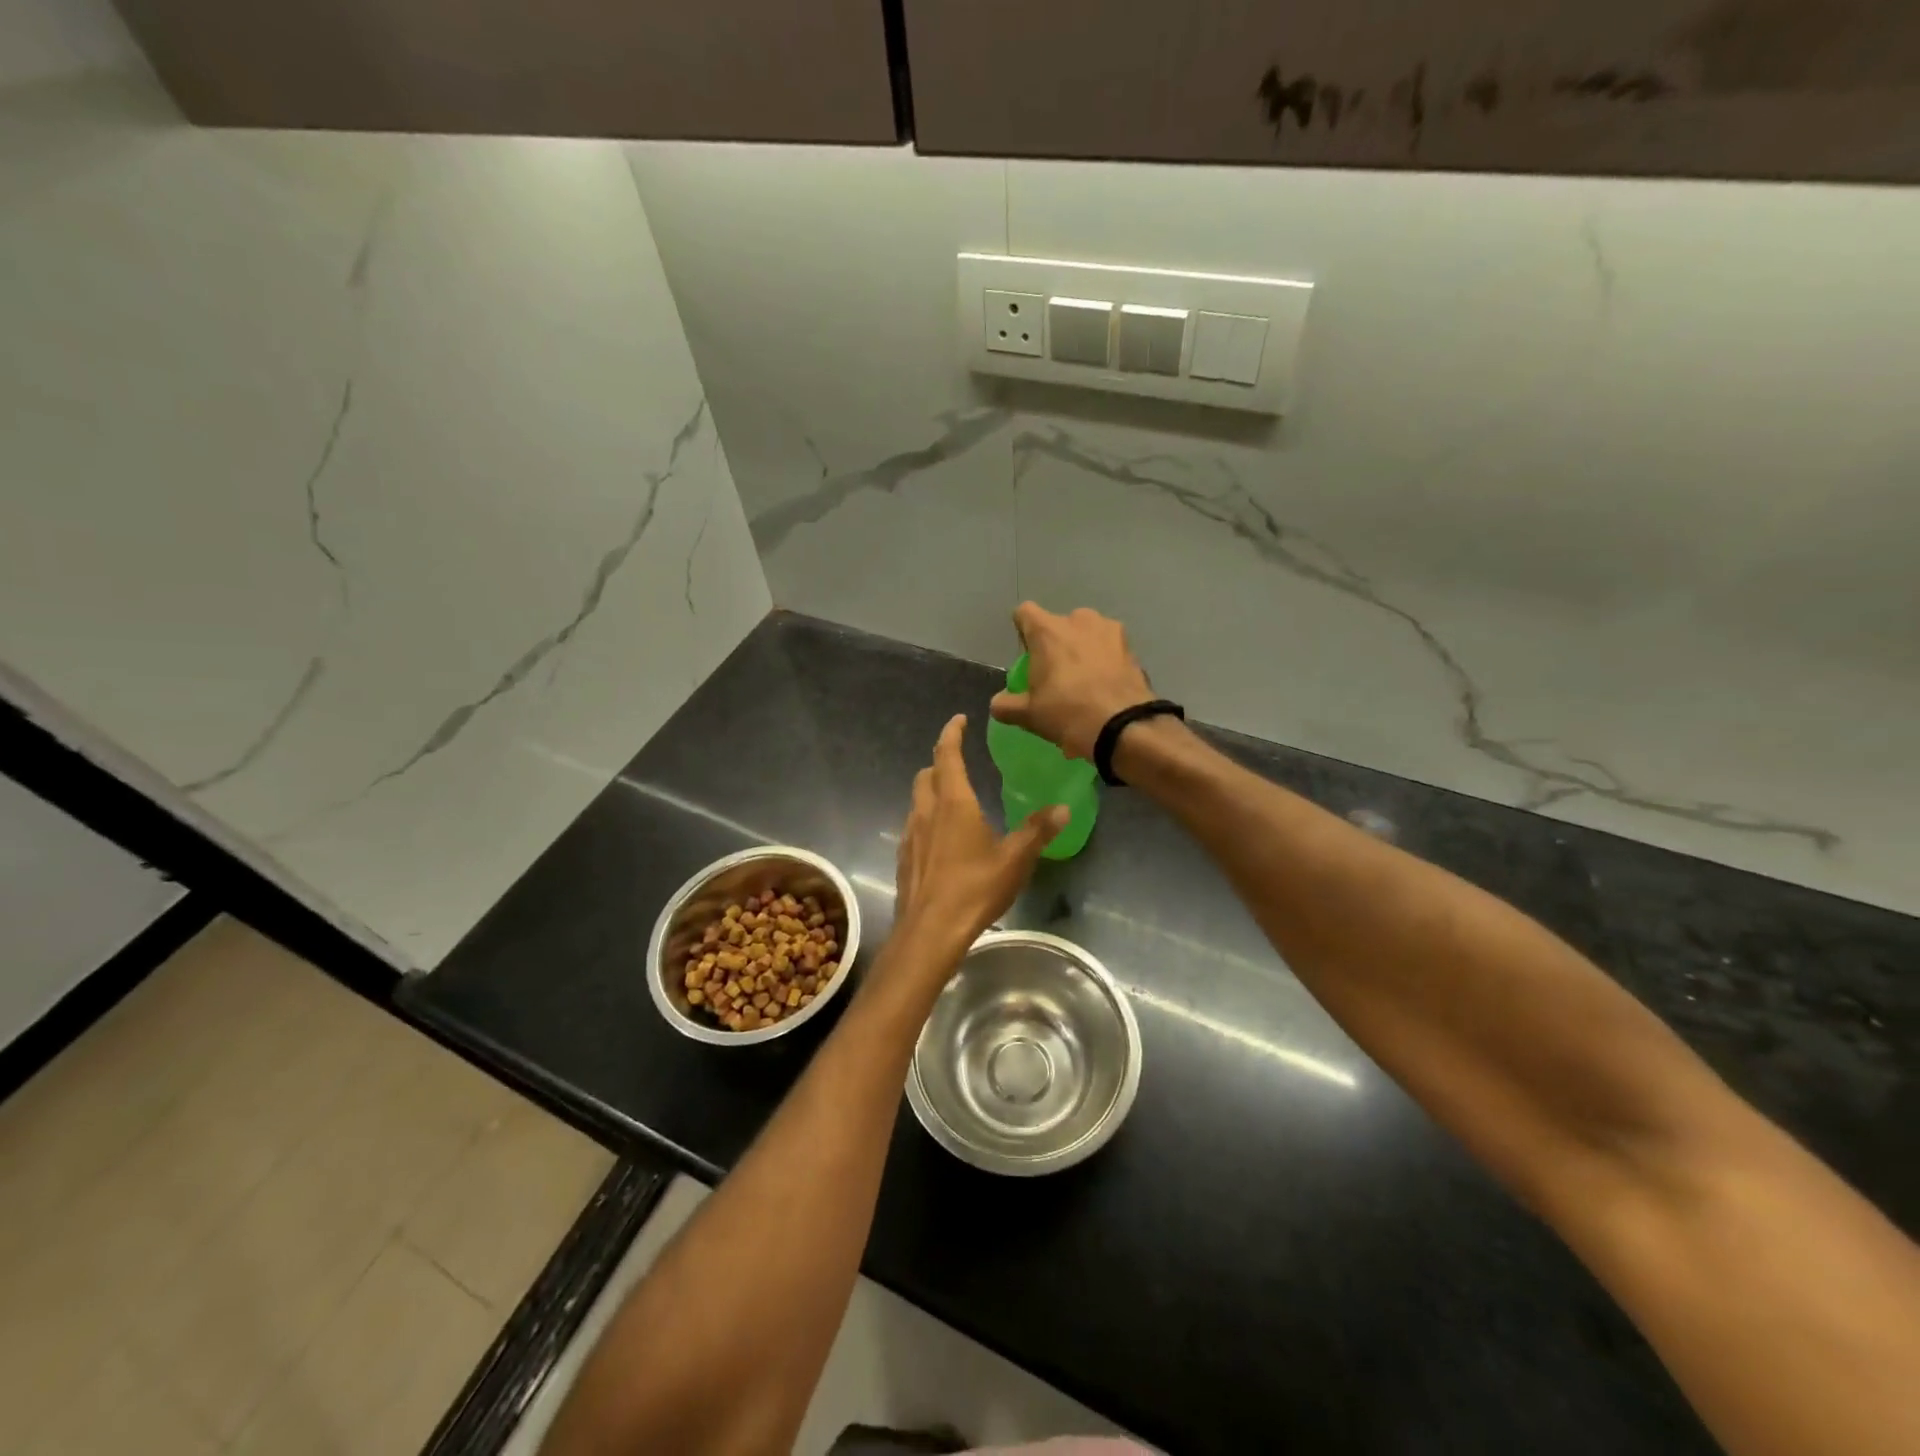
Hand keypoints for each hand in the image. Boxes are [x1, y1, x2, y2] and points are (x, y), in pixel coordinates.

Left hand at [891, 715, 1066, 974]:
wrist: (929, 931)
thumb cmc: (974, 888)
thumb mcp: (1015, 859)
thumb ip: (1038, 831)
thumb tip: (1063, 807)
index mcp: (953, 802)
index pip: (947, 754)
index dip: (952, 733)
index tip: (960, 720)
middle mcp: (926, 811)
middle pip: (926, 774)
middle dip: (940, 762)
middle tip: (958, 762)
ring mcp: (910, 835)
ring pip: (917, 800)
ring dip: (931, 791)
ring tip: (953, 801)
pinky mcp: (903, 858)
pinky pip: (913, 826)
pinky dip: (926, 820)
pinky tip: (941, 840)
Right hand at [990, 603, 1154, 760]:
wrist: (1123, 726)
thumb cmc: (1067, 713)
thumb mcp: (1028, 715)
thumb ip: (1006, 705)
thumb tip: (998, 703)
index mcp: (1047, 630)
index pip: (1025, 613)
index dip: (1023, 631)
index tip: (1027, 656)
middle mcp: (1078, 620)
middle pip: (1059, 624)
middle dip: (1056, 644)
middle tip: (1057, 675)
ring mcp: (1109, 630)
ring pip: (1087, 634)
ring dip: (1083, 650)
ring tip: (1085, 682)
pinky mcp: (1132, 647)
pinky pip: (1110, 649)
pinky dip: (1105, 662)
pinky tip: (1105, 688)